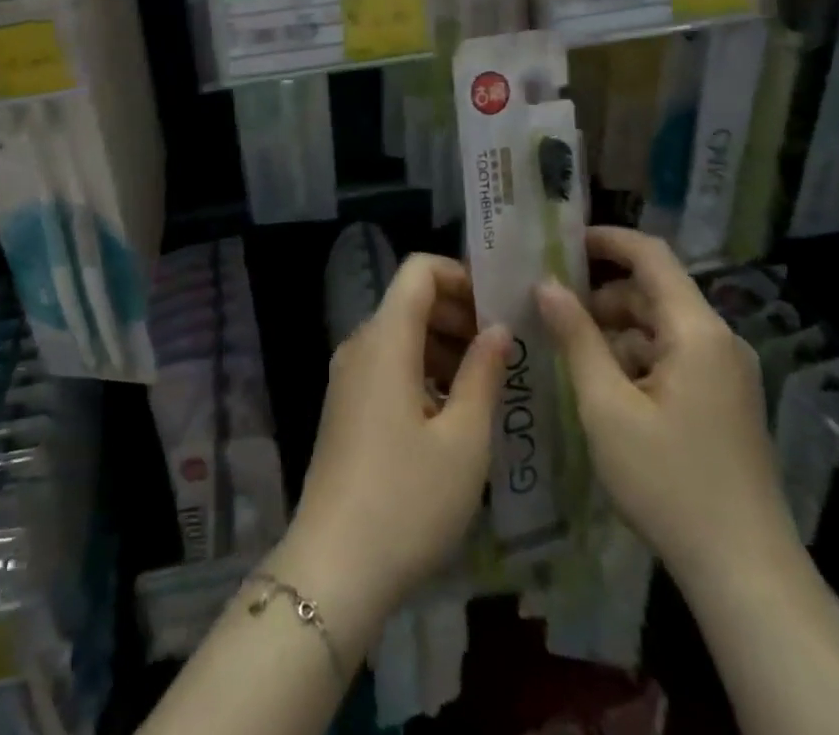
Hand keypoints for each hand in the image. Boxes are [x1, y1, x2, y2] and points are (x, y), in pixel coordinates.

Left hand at [276, 255, 509, 623]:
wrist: (334, 569)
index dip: (460, 275)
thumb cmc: (408, 500)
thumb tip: (498, 328)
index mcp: (385, 339)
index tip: (498, 307)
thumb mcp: (463, 440)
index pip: (418, 270)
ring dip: (443, 345)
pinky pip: (387, 365)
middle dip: (459, 313)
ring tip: (487, 385)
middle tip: (504, 350)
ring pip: (400, 335)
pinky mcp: (345, 406)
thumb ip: (484, 374)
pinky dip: (422, 370)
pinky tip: (453, 414)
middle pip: (410, 301)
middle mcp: (360, 345)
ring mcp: (348, 377)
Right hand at [536, 227, 797, 587]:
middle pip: (655, 291)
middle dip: (602, 293)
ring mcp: (727, 373)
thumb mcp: (606, 406)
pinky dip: (637, 356)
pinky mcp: (726, 401)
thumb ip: (576, 337)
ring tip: (567, 350)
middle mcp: (719, 340)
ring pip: (662, 326)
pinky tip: (603, 385)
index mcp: (697, 331)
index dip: (606, 240)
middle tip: (550, 306)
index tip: (561, 243)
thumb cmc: (669, 482)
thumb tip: (546, 283)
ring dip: (616, 328)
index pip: (651, 255)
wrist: (747, 575)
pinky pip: (675, 356)